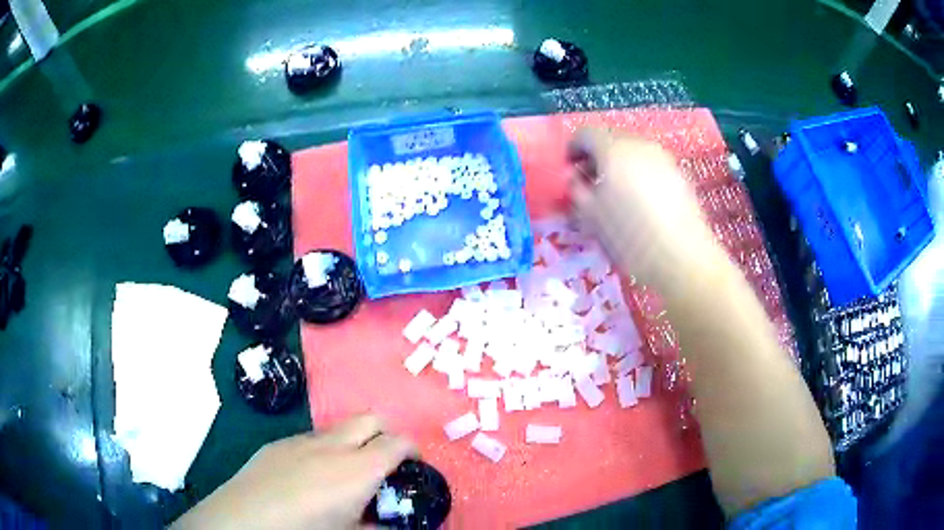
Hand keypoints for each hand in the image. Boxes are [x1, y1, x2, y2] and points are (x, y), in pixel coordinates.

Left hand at [172, 414, 415, 529]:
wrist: (248, 517)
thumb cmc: (307, 529)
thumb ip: (378, 527)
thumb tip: (392, 526)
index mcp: (360, 468)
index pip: (398, 442)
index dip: (412, 449)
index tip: (414, 463)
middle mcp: (334, 445)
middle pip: (370, 419)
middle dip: (384, 433)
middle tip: (383, 460)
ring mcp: (302, 440)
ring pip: (338, 428)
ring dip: (351, 442)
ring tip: (344, 471)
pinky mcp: (278, 443)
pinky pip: (310, 438)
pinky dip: (322, 449)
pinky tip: (309, 475)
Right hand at [567, 130, 724, 295]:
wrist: (682, 256)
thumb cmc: (629, 236)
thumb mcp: (590, 216)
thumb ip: (576, 190)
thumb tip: (573, 177)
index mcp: (613, 149)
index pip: (585, 134)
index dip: (572, 149)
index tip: (569, 170)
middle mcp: (639, 145)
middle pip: (611, 140)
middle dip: (596, 158)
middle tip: (590, 184)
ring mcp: (663, 158)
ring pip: (633, 153)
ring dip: (619, 167)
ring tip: (616, 195)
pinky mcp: (680, 174)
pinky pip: (651, 166)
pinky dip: (640, 176)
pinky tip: (641, 204)